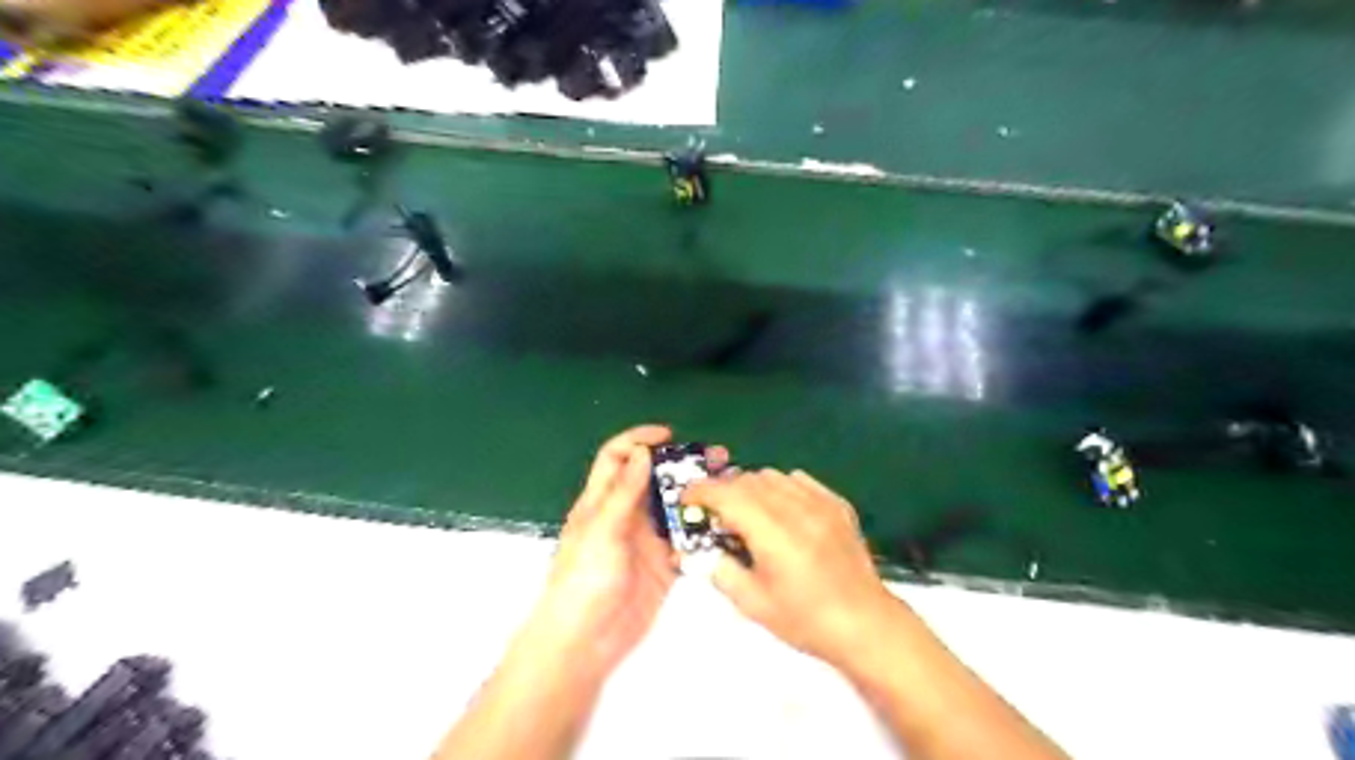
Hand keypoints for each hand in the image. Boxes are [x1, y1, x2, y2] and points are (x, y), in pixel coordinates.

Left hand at [522, 424, 723, 678]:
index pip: (618, 457)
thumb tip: (642, 452)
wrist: (586, 641)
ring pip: (675, 507)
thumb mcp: (601, 531)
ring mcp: (647, 539)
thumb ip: (623, 493)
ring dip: (698, 495)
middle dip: (682, 464)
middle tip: (716, 458)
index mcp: (602, 501)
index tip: (669, 435)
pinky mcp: (664, 564)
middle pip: (655, 478)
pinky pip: (687, 540)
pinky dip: (703, 530)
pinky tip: (724, 524)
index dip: (639, 439)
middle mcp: (626, 514)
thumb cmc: (583, 580)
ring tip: (729, 485)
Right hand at [683, 467, 898, 666]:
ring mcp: (821, 504)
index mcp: (774, 535)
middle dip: (724, 491)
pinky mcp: (837, 505)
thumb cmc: (807, 621)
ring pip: (773, 476)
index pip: (728, 495)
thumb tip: (698, 551)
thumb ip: (721, 571)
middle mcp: (797, 510)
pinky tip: (780, 511)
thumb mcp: (754, 605)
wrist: (866, 624)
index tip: (686, 499)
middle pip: (748, 480)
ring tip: (748, 513)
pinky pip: (799, 480)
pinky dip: (780, 488)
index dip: (701, 491)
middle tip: (714, 514)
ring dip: (751, 487)